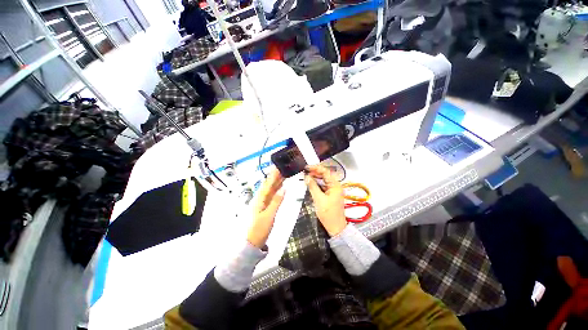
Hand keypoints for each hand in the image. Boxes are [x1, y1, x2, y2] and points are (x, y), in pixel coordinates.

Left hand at [248, 169, 285, 247]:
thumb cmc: (259, 230)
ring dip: (276, 182)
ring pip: (270, 190)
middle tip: (283, 169)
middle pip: (268, 185)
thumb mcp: (269, 216)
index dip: (273, 175)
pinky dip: (276, 191)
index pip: (267, 184)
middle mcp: (260, 199)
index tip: (278, 167)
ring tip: (283, 175)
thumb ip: (276, 202)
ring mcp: (262, 204)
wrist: (251, 244)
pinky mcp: (264, 208)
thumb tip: (284, 189)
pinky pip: (271, 196)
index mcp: (259, 199)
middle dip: (276, 177)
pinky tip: (280, 188)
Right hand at [304, 165, 346, 236]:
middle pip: (325, 174)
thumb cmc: (328, 213)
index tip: (306, 167)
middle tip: (305, 171)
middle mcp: (336, 185)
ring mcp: (334, 190)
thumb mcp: (318, 199)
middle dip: (315, 172)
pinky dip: (317, 183)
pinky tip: (311, 183)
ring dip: (316, 177)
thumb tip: (306, 176)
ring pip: (324, 180)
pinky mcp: (331, 194)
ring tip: (306, 176)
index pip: (325, 171)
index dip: (316, 168)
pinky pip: (324, 185)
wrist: (335, 227)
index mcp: (335, 185)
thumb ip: (312, 186)